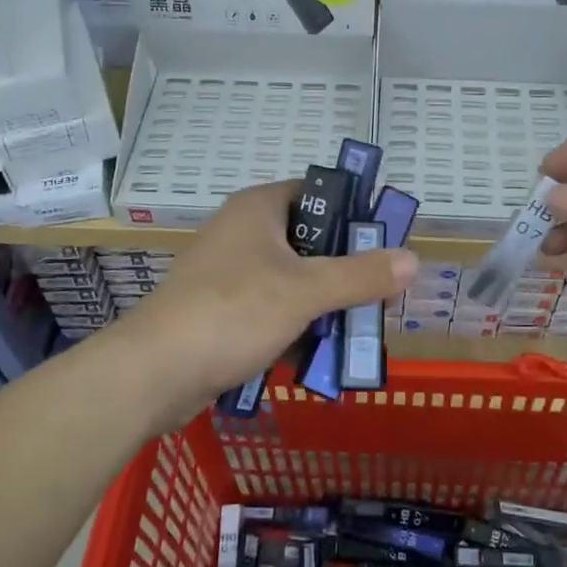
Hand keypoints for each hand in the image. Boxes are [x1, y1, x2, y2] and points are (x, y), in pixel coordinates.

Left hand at [114, 180, 416, 429]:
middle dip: (345, 270)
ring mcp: (230, 275)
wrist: (153, 372)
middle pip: (309, 242)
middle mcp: (243, 234)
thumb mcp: (305, 291)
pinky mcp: (222, 313)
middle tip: (382, 293)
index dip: (353, 213)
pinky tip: (325, 355)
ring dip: (325, 305)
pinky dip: (297, 328)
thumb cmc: (232, 312)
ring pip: (292, 281)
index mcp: (259, 210)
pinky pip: (272, 312)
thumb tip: (413, 259)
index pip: (317, 193)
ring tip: (362, 329)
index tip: (385, 242)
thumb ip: (360, 275)